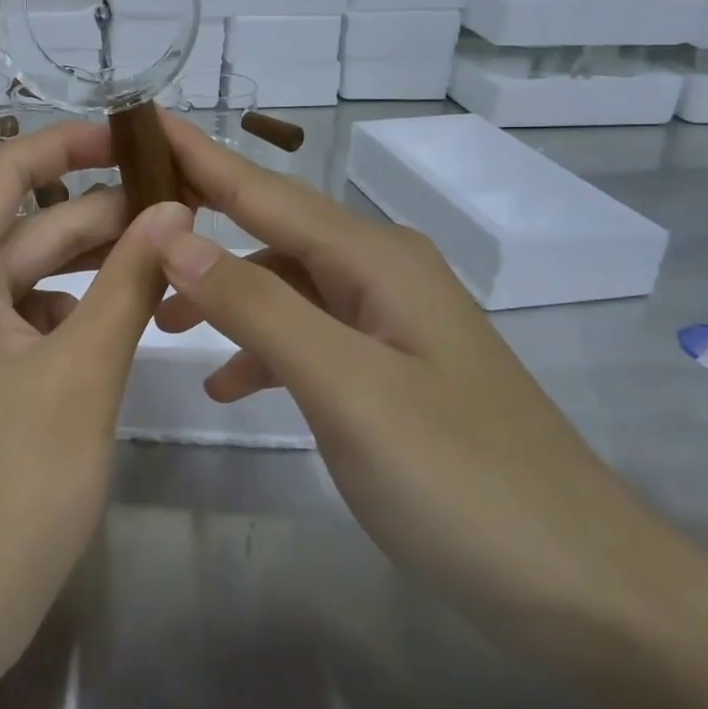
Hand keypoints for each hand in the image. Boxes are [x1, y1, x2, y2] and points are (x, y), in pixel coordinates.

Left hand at [0, 121, 179, 685]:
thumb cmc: (3, 488)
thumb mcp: (80, 372)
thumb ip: (130, 281)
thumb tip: (175, 209)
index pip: (10, 170)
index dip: (74, 144)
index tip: (140, 136)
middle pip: (32, 224)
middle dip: (106, 213)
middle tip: (190, 206)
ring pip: (35, 273)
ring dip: (99, 265)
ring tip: (178, 258)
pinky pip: (30, 318)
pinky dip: (79, 311)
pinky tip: (133, 317)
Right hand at [144, 114, 665, 627]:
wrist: (584, 587)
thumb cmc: (460, 479)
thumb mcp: (344, 387)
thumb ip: (256, 306)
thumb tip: (173, 233)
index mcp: (375, 258)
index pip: (265, 190)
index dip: (200, 155)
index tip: (142, 121)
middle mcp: (382, 272)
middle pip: (272, 230)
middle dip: (199, 223)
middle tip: (124, 224)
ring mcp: (390, 321)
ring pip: (285, 284)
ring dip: (224, 294)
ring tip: (159, 320)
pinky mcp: (391, 369)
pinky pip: (308, 334)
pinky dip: (262, 347)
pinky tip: (229, 384)